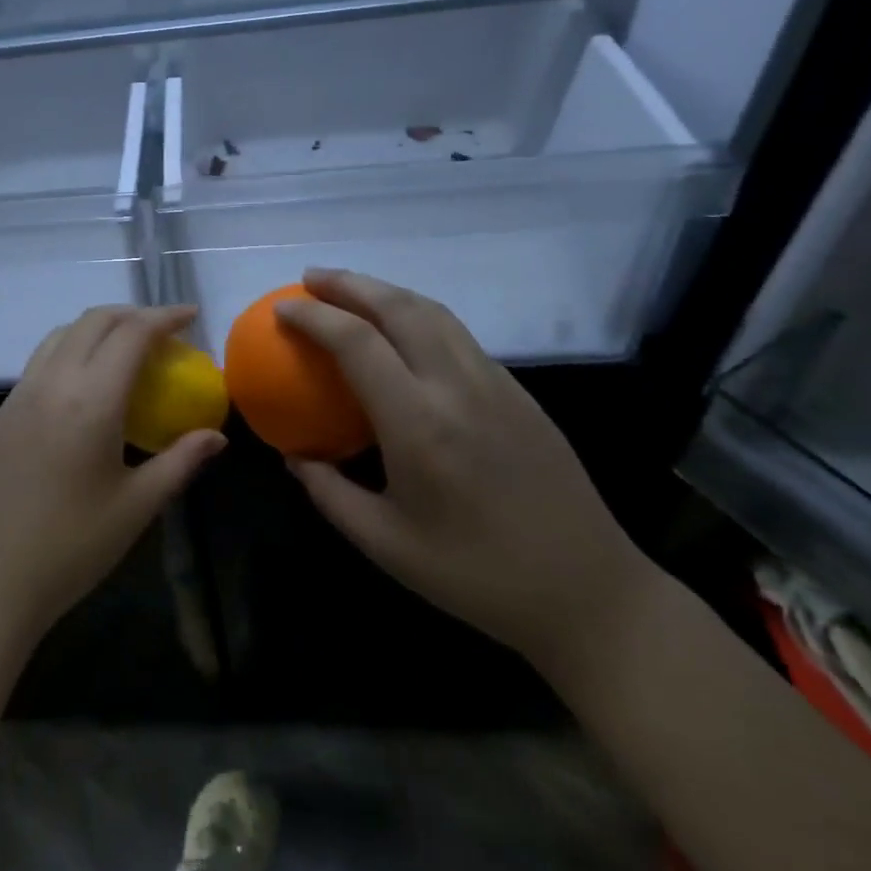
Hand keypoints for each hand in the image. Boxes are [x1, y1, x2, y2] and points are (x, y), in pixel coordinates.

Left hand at [0, 305, 226, 649]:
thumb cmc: (69, 549)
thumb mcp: (136, 507)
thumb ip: (179, 462)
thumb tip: (216, 436)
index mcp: (91, 399)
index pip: (132, 334)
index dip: (164, 317)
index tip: (191, 316)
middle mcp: (53, 382)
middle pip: (94, 321)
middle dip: (133, 314)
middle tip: (165, 332)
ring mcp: (20, 394)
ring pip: (63, 334)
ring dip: (99, 327)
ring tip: (127, 350)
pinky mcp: (2, 413)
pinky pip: (43, 359)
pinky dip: (73, 349)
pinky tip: (87, 385)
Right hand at [278, 269, 657, 670]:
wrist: (588, 592)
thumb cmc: (476, 575)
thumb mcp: (385, 544)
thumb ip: (328, 492)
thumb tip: (292, 455)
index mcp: (419, 423)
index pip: (357, 342)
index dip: (314, 317)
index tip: (282, 309)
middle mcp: (457, 386)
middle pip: (399, 307)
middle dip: (349, 283)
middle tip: (310, 279)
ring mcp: (495, 383)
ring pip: (434, 312)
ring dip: (386, 291)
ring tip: (350, 291)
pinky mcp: (518, 391)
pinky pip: (458, 334)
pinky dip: (418, 314)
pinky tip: (402, 332)